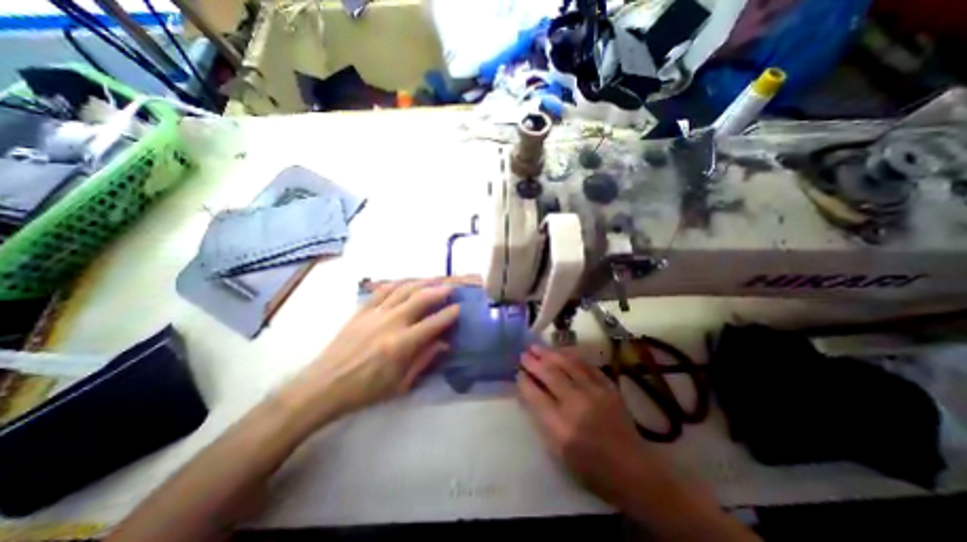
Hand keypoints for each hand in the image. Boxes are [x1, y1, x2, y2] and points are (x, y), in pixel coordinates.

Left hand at [285, 279, 458, 427]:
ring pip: (403, 289)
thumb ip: (424, 360)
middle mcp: (391, 323)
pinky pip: (383, 290)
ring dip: (421, 282)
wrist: (324, 386)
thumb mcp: (400, 384)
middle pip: (421, 298)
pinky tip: (406, 282)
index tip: (459, 308)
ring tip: (433, 280)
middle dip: (439, 290)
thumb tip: (444, 344)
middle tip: (451, 287)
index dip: (449, 314)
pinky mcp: (362, 310)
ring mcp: (375, 313)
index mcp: (402, 344)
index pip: (434, 323)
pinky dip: (398, 283)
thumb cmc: (366, 390)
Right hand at [521, 348, 665, 503]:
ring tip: (536, 347)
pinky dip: (571, 356)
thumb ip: (542, 420)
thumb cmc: (591, 468)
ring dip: (549, 353)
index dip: (524, 381)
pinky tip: (561, 351)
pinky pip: (586, 365)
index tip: (517, 373)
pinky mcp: (608, 387)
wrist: (633, 471)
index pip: (536, 396)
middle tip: (523, 354)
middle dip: (533, 362)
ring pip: (567, 364)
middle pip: (550, 375)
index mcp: (562, 427)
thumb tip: (530, 394)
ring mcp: (595, 392)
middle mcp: (577, 404)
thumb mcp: (559, 453)